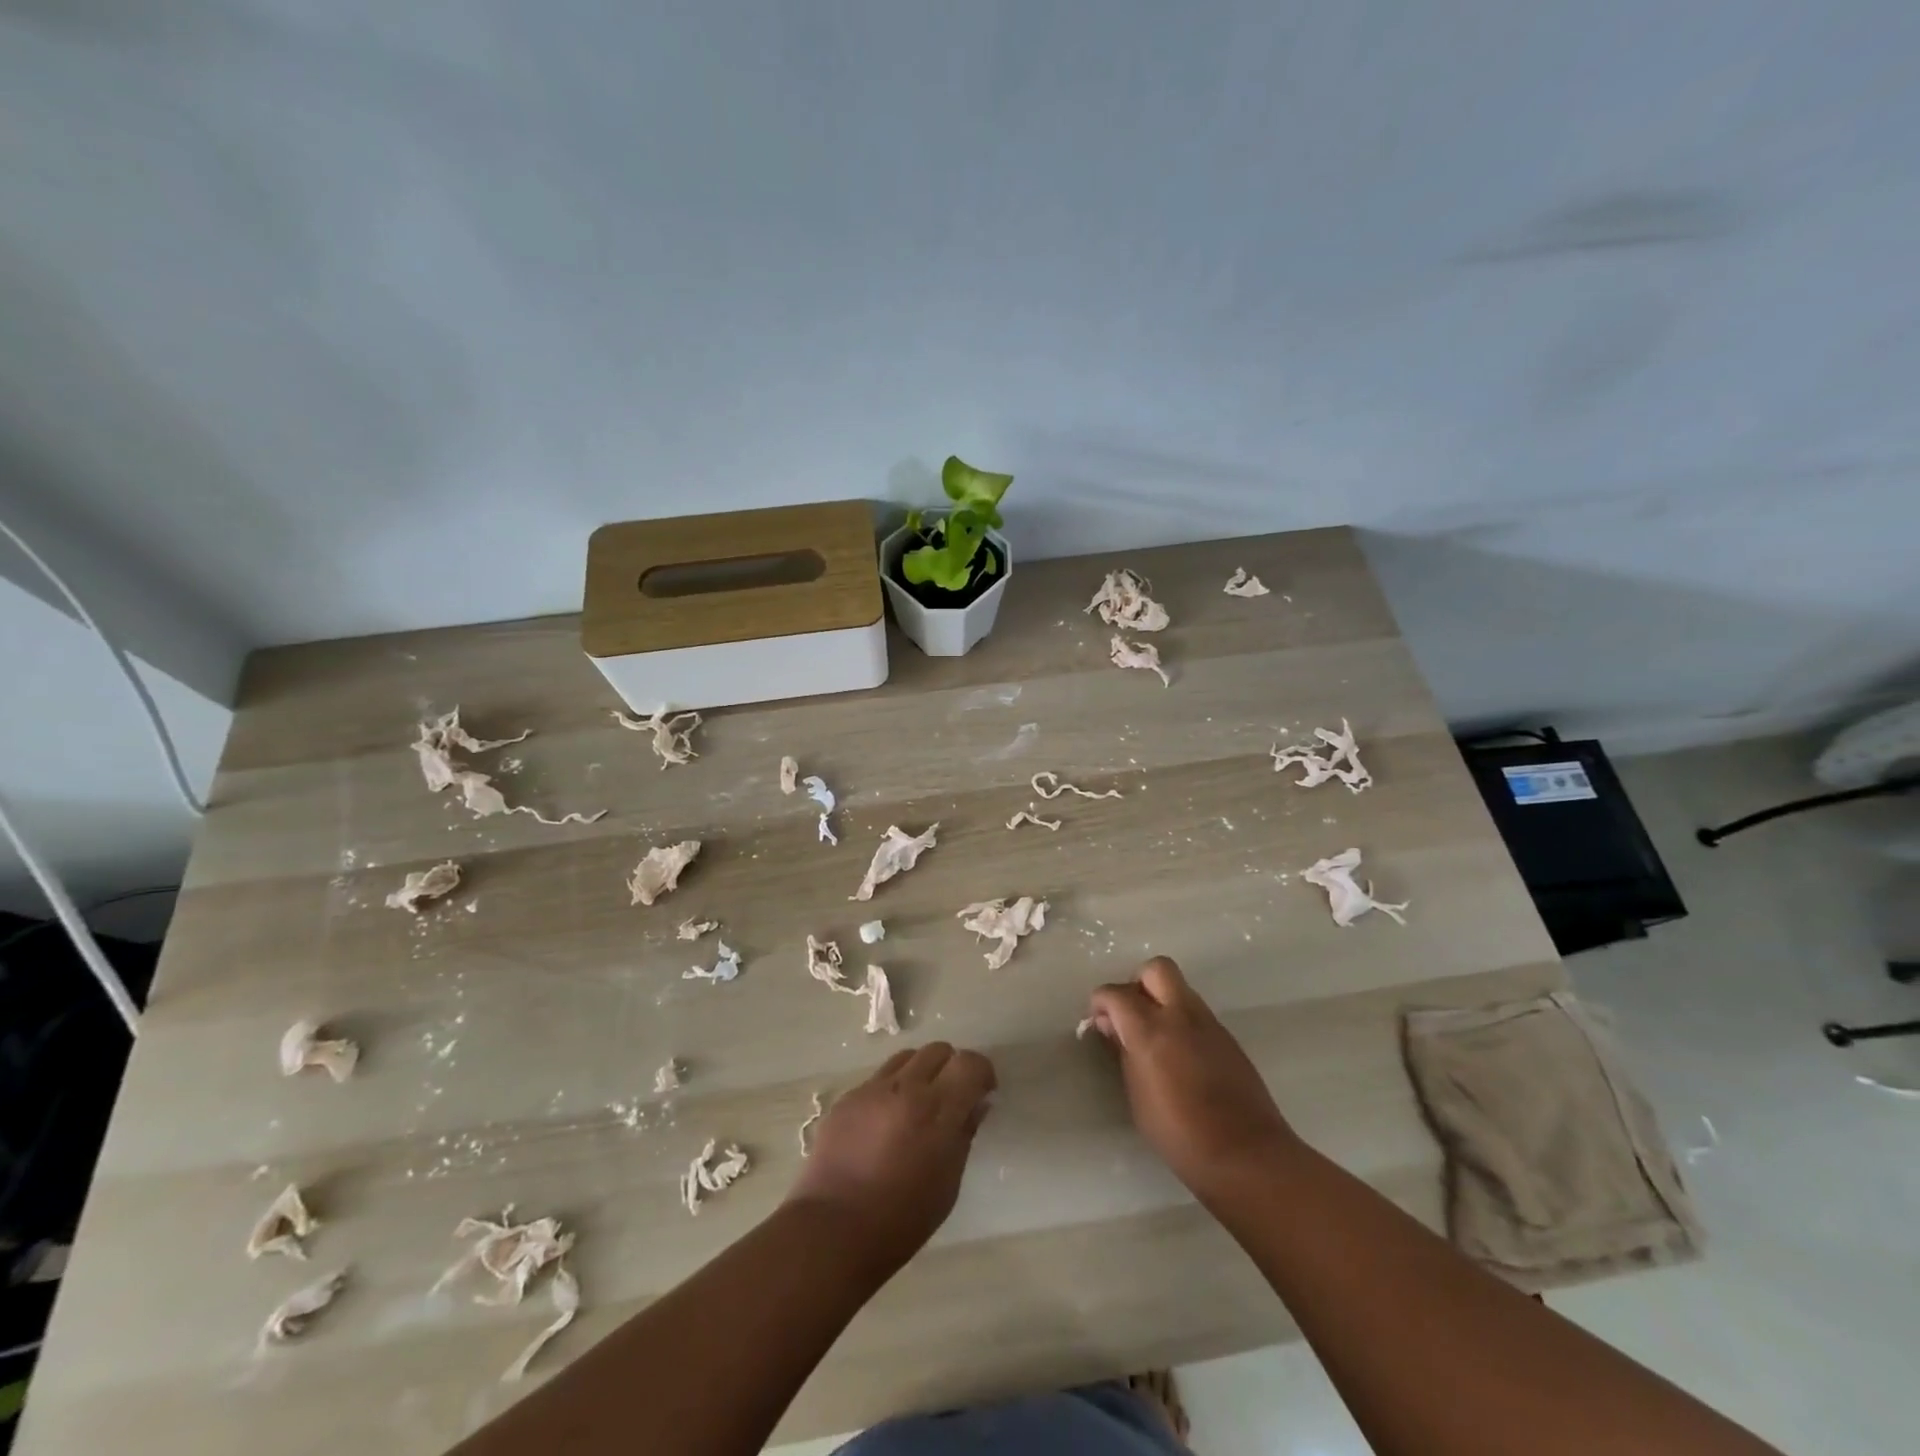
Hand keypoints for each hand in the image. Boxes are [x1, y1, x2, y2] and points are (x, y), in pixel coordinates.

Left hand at [785, 1042, 996, 1273]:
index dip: (982, 1073)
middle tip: (951, 1098)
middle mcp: (906, 1088)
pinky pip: (879, 1078)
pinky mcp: (848, 1097)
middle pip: (939, 1050)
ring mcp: (872, 1089)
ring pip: (908, 1057)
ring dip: (921, 1072)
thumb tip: (977, 1104)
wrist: (832, 1230)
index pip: (970, 1064)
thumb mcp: (947, 1184)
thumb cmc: (901, 1220)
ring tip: (917, 1105)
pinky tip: (885, 1123)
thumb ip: (964, 1135)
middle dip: (952, 1068)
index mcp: (937, 1111)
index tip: (983, 1092)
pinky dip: (892, 1089)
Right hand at [1086, 956, 1297, 1197]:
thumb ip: (1123, 1053)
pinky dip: (1181, 1020)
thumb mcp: (1137, 1097)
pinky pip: (1196, 1013)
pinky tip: (1179, 1055)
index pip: (1115, 993)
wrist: (1247, 1155)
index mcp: (1150, 1029)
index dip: (1100, 1002)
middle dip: (1137, 984)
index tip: (1098, 1022)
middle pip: (1155, 969)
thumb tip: (1113, 1027)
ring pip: (1180, 987)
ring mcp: (1209, 1023)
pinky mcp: (1228, 1037)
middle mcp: (1180, 1015)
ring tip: (1154, 1038)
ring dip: (1162, 1000)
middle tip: (1130, 1016)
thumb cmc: (1180, 1134)